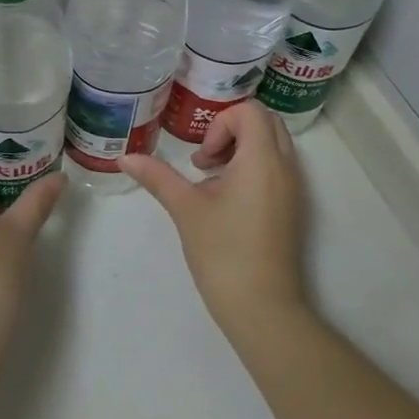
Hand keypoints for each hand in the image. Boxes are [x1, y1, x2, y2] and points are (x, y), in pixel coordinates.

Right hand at [119, 101, 308, 343]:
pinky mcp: (293, 207)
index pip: (249, 111)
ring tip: (211, 179)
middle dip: (231, 130)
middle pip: (265, 121)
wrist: (263, 308)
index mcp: (262, 159)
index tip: (202, 159)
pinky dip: (253, 166)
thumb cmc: (223, 252)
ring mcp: (294, 188)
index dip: (220, 124)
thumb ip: (157, 177)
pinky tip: (227, 199)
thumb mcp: (186, 209)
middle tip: (205, 160)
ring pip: (273, 144)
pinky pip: (278, 167)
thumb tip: (125, 158)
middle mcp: (286, 166)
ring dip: (242, 148)